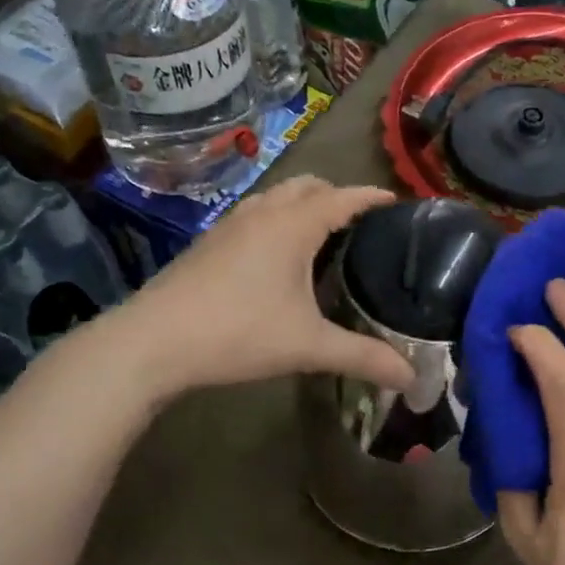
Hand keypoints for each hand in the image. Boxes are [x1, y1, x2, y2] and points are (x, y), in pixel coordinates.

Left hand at [124, 177, 414, 393]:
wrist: (151, 342)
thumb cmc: (238, 333)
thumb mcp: (309, 346)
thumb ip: (364, 357)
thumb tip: (412, 378)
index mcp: (293, 225)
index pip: (343, 197)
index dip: (372, 198)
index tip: (396, 204)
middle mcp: (263, 213)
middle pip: (308, 186)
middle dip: (337, 196)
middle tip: (361, 226)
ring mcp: (230, 225)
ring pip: (276, 198)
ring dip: (303, 205)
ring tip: (323, 237)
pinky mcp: (208, 243)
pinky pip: (254, 215)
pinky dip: (277, 221)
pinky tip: (277, 259)